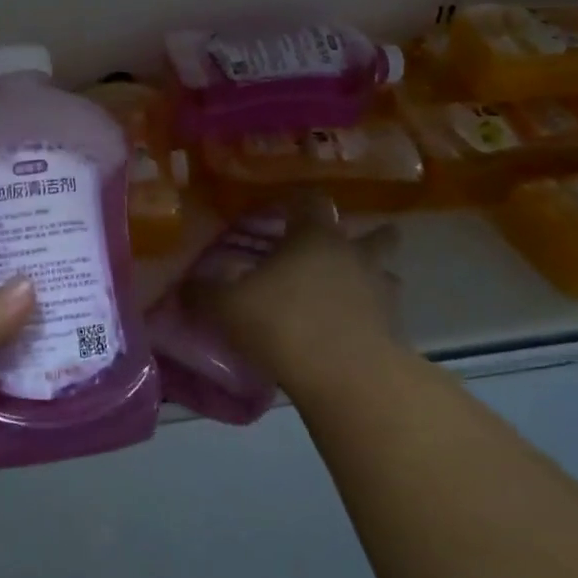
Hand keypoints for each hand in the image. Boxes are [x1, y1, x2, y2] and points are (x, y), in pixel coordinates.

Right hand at [188, 203, 397, 393]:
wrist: (348, 376)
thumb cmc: (284, 324)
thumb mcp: (228, 307)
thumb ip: (204, 293)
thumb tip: (183, 285)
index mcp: (314, 236)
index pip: (311, 200)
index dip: (297, 201)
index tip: (283, 209)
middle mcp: (353, 254)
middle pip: (375, 233)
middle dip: (364, 236)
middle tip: (337, 248)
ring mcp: (380, 290)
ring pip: (386, 272)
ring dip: (371, 277)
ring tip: (347, 292)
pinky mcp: (395, 328)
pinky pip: (384, 312)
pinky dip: (371, 316)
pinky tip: (349, 331)